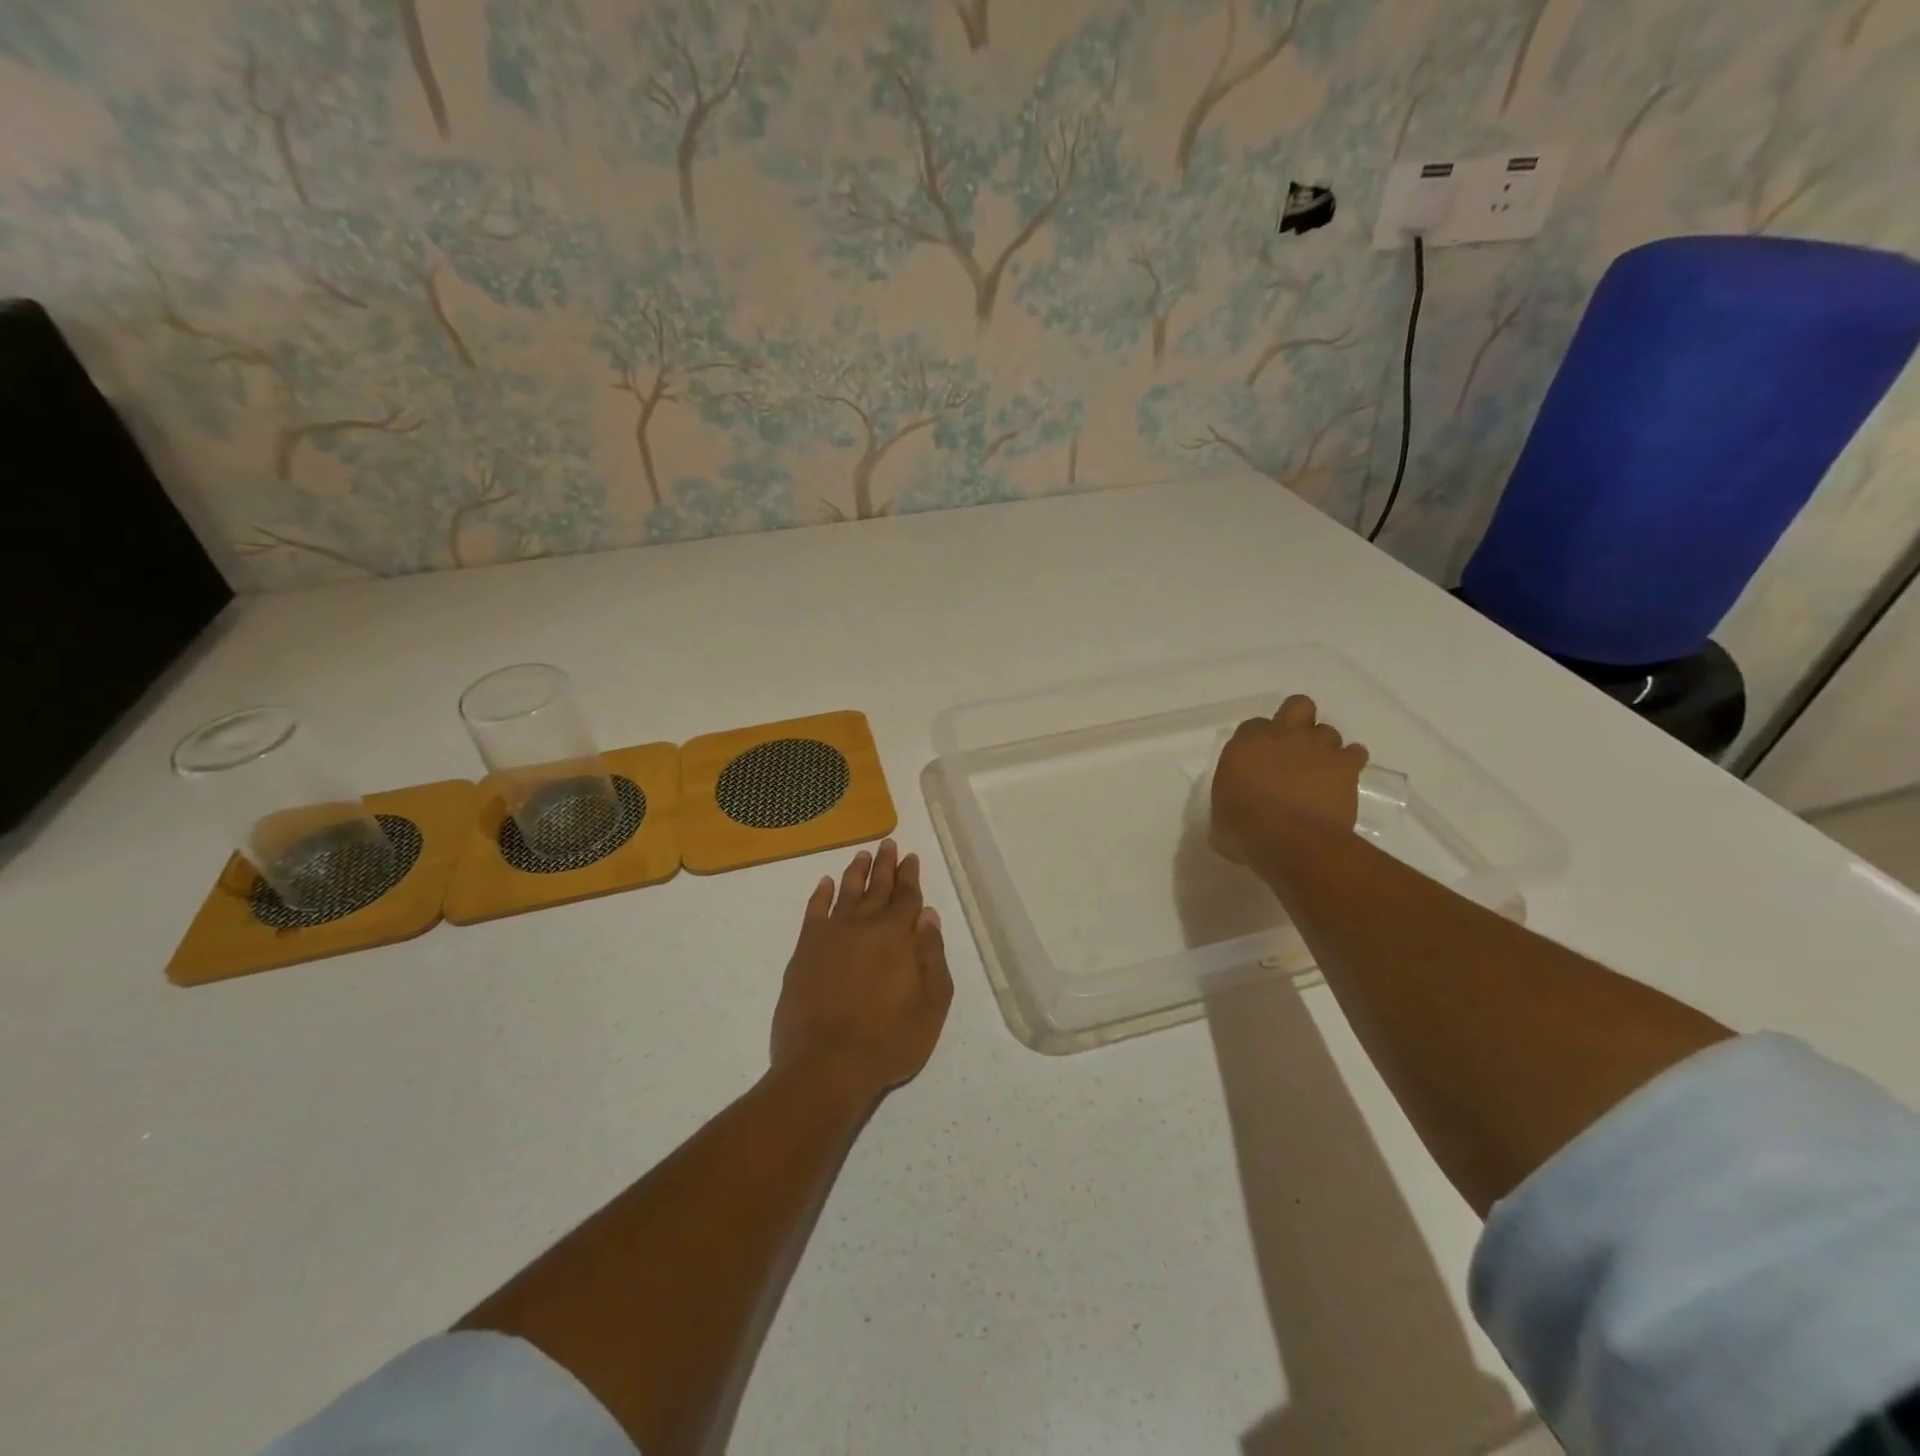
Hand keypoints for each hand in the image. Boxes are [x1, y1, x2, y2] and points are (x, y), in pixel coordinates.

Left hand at [771, 839, 953, 1106]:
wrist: (826, 1065)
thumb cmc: (888, 1039)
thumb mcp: (931, 1003)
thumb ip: (932, 954)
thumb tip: (927, 915)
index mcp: (896, 935)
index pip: (906, 896)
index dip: (910, 875)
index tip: (911, 857)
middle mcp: (863, 925)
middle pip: (877, 887)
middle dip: (885, 865)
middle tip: (888, 843)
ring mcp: (830, 936)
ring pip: (845, 892)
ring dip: (855, 873)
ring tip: (861, 855)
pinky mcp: (804, 951)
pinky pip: (813, 912)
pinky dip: (819, 895)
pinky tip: (824, 884)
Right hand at [1210, 694, 1368, 863]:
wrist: (1290, 842)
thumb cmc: (1245, 832)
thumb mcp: (1220, 820)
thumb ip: (1228, 804)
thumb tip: (1232, 815)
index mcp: (1245, 746)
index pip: (1252, 727)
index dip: (1258, 742)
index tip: (1260, 761)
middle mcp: (1281, 736)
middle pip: (1297, 706)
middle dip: (1298, 720)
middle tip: (1295, 747)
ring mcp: (1316, 747)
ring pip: (1327, 731)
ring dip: (1324, 748)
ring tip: (1322, 771)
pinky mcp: (1345, 765)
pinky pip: (1355, 753)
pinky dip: (1351, 763)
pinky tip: (1344, 779)